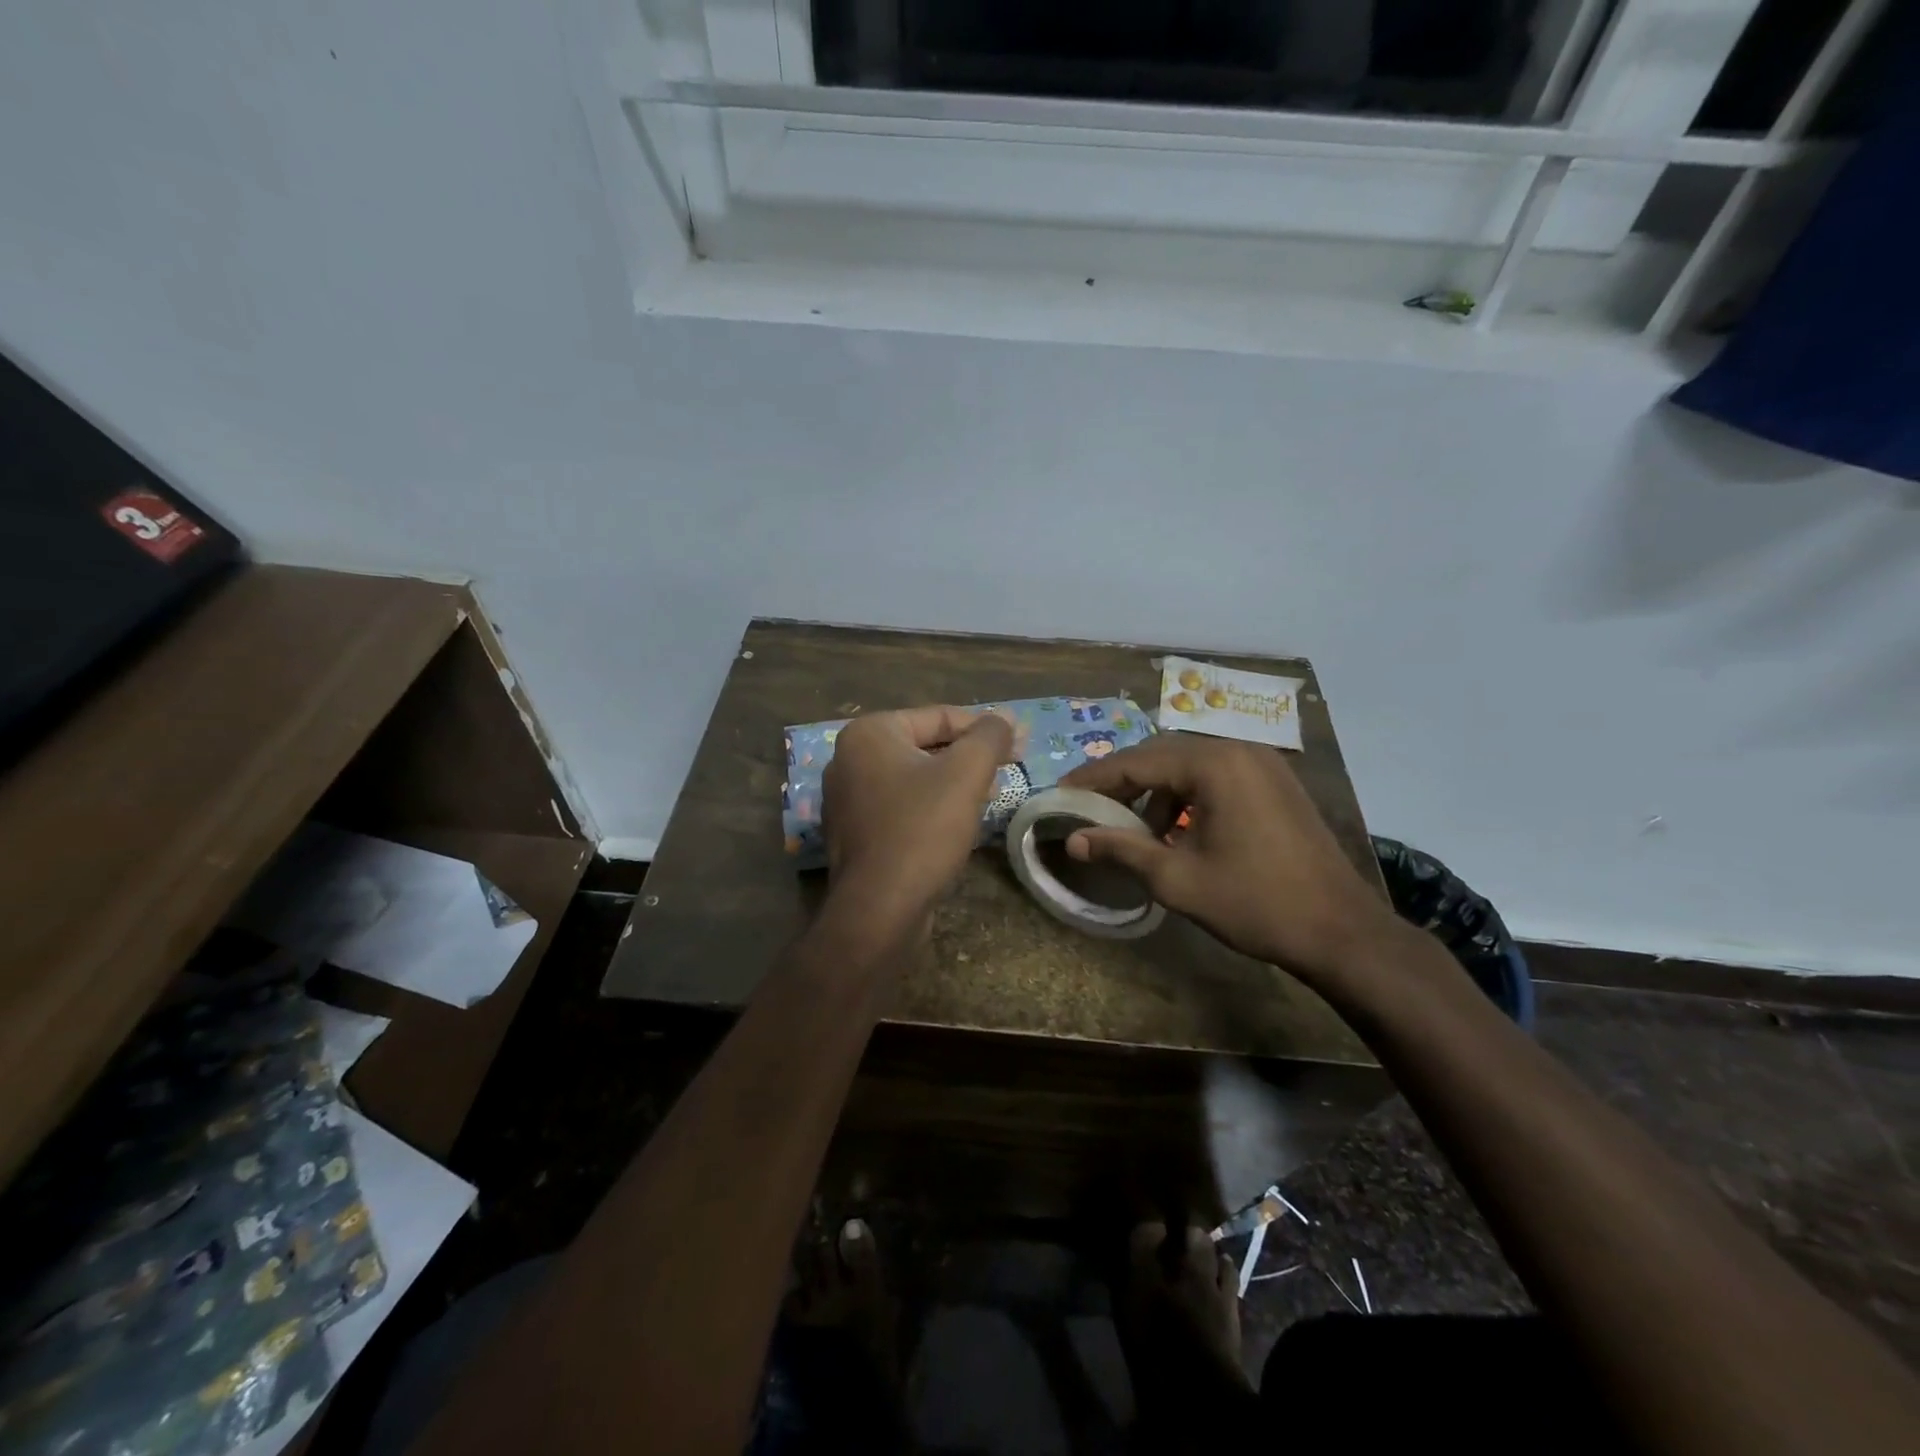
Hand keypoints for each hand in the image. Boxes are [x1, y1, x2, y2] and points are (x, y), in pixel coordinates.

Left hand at [821, 705, 1017, 928]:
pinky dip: (932, 805)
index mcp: (869, 734)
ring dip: (955, 781)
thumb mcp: (966, 773)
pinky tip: (959, 821)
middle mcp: (849, 759)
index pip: (939, 716)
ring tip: (992, 794)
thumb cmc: (922, 829)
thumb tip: (1005, 719)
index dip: (985, 728)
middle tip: (1010, 768)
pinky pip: (902, 805)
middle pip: (925, 745)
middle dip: (970, 756)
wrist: (879, 908)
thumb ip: (989, 737)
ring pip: (915, 777)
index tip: (1020, 743)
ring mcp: (848, 798)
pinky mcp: (855, 832)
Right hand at [1061, 735, 1403, 987]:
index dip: (1094, 779)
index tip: (1061, 793)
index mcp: (1214, 764)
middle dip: (1122, 781)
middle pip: (1162, 755)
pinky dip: (1187, 795)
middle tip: (1088, 807)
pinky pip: (1217, 776)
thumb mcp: (1177, 879)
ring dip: (1156, 790)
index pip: (1136, 761)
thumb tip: (1074, 841)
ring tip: (1133, 827)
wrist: (1341, 931)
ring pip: (1190, 765)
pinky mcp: (1276, 783)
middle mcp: (1239, 750)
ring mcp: (1263, 764)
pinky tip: (1176, 829)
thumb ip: (1121, 850)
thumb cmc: (1254, 903)